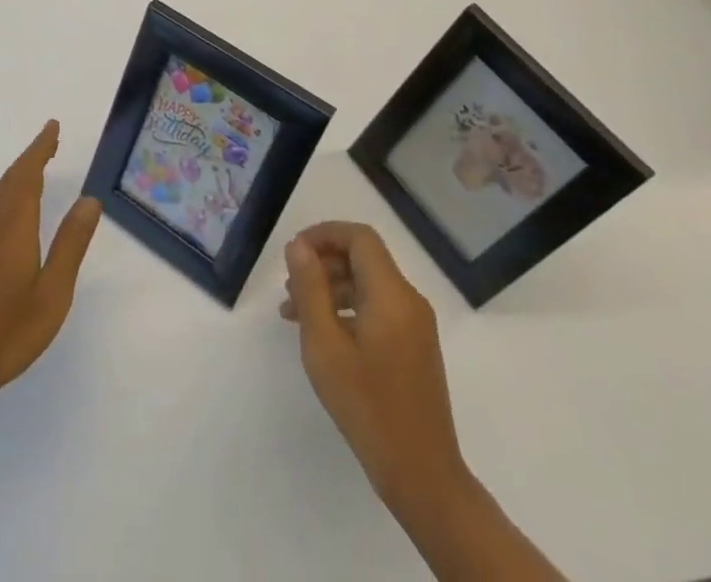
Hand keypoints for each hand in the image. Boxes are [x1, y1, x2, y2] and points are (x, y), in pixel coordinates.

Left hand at [0, 120, 102, 408]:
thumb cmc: (5, 330)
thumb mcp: (52, 291)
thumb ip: (70, 244)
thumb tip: (89, 200)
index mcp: (14, 225)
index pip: (28, 174)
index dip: (41, 148)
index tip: (52, 127)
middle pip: (11, 180)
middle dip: (31, 158)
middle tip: (49, 142)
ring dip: (17, 178)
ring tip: (33, 171)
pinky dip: (4, 199)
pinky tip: (3, 213)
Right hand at [281, 221, 467, 509]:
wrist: (422, 476)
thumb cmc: (368, 407)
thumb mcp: (325, 345)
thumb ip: (310, 288)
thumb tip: (299, 245)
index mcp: (392, 294)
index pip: (359, 237)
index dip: (324, 234)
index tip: (293, 252)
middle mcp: (409, 300)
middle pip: (363, 258)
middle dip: (323, 262)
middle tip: (289, 286)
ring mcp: (415, 325)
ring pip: (368, 283)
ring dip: (331, 287)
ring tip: (294, 312)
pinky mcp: (414, 346)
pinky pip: (377, 308)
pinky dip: (347, 308)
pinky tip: (322, 333)